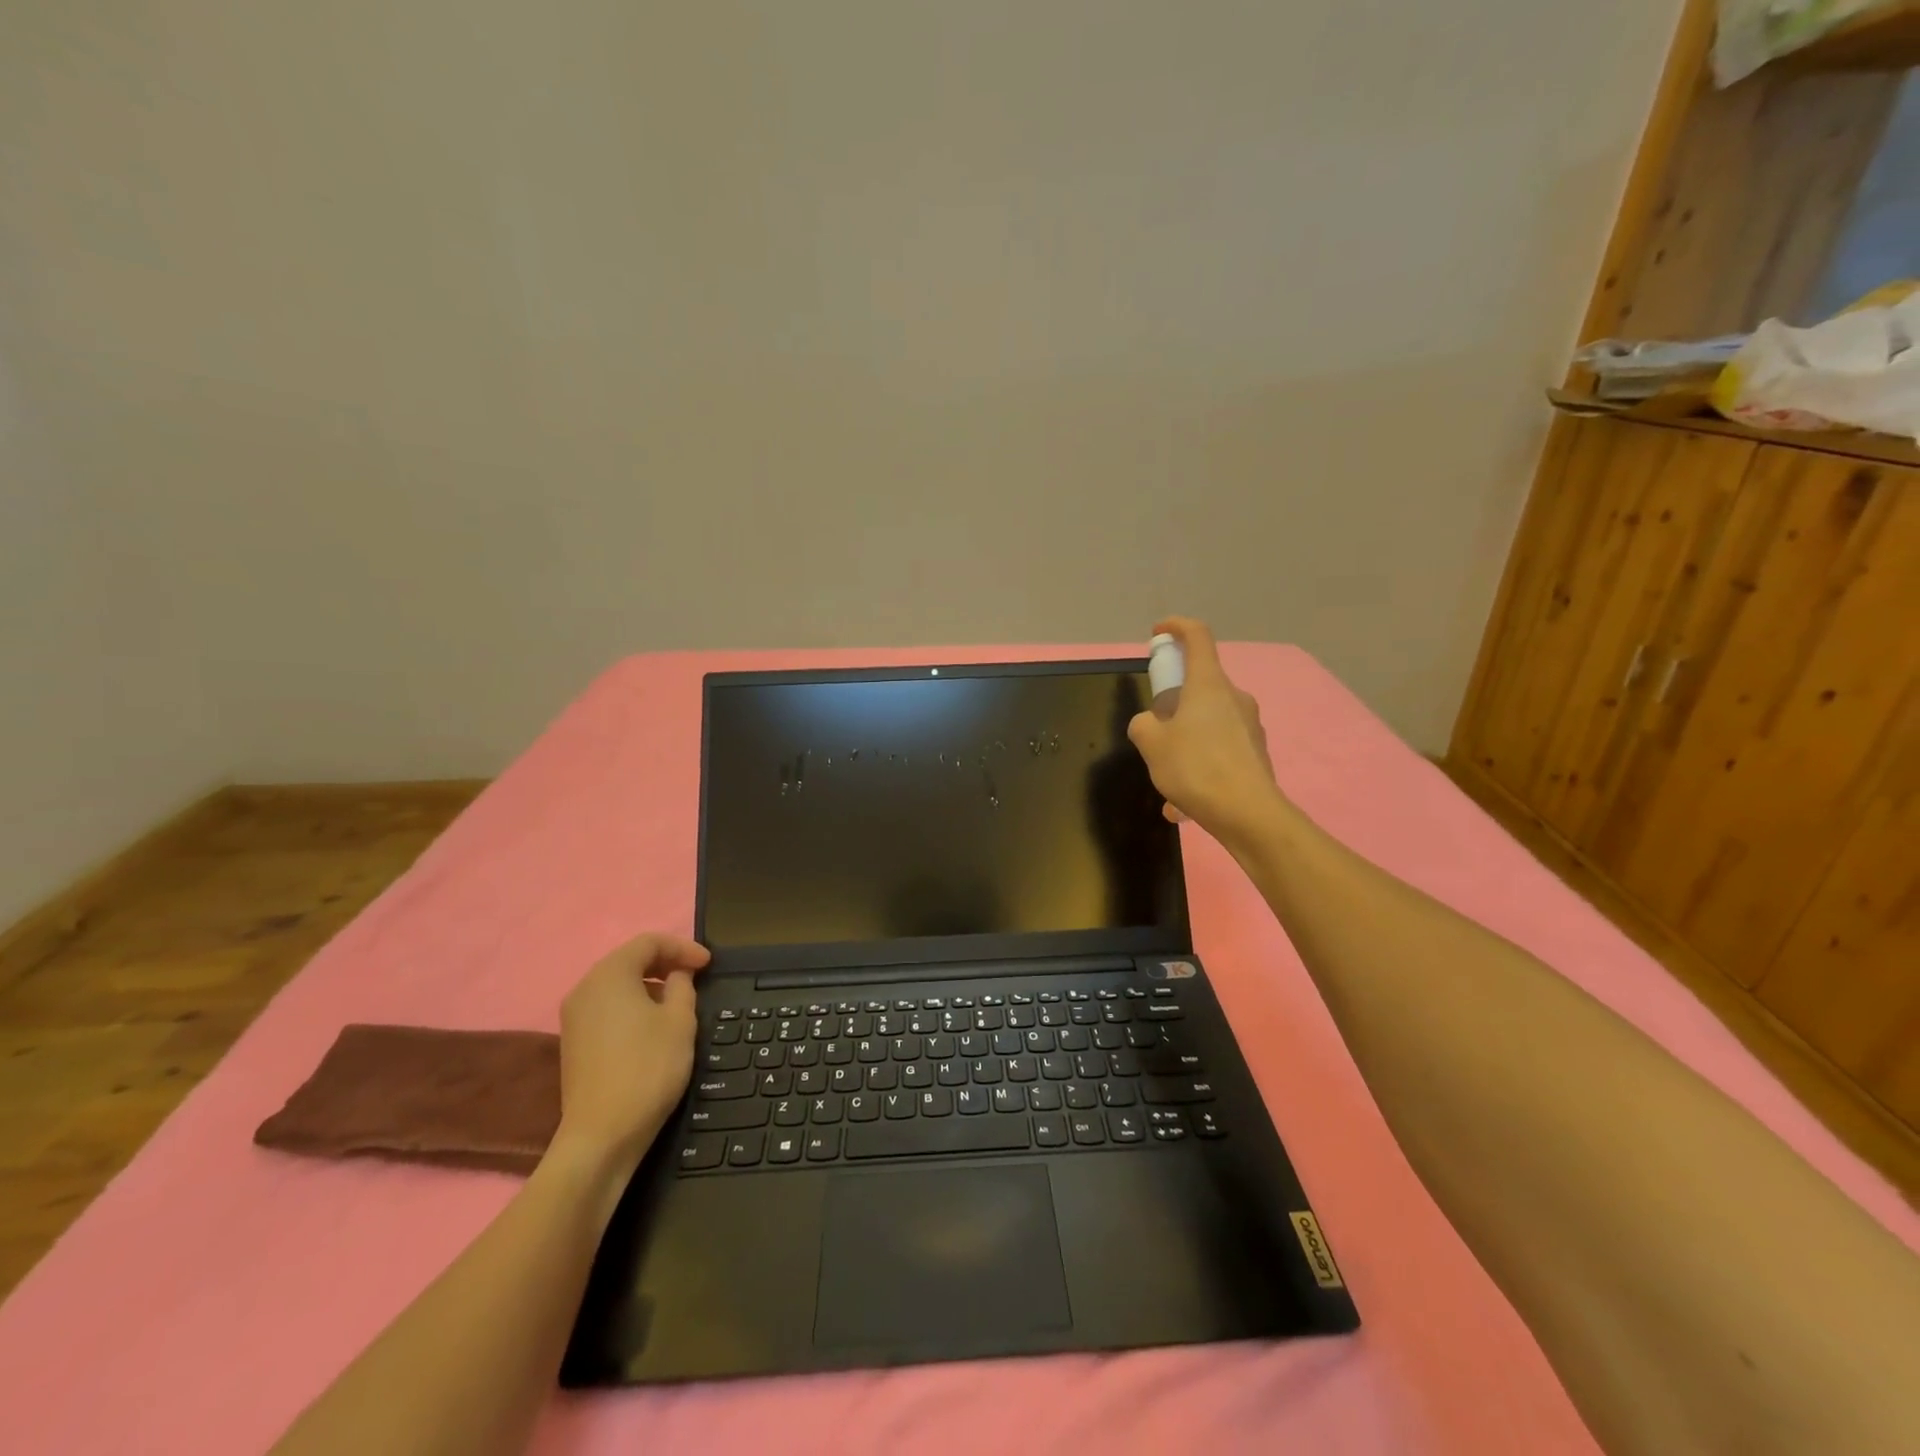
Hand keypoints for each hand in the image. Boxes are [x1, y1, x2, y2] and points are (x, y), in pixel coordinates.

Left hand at [554, 932, 710, 1168]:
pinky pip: (608, 1007)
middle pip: (629, 960)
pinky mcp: (574, 1043)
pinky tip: (653, 1025)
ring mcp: (574, 1017)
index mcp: (609, 975)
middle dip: (665, 962)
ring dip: (650, 984)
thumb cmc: (647, 1068)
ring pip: (617, 984)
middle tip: (696, 975)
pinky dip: (633, 1004)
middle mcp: (585, 988)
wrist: (602, 1136)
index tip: (708, 964)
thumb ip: (682, 986)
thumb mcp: (680, 1021)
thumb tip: (677, 975)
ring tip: (679, 1000)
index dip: (682, 947)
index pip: (648, 942)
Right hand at [1127, 617, 1283, 847]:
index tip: (1158, 633)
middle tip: (1154, 732)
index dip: (1176, 627)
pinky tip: (1184, 804)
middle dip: (1172, 703)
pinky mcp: (1255, 752)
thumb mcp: (1151, 744)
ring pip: (1207, 723)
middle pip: (1199, 685)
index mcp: (1208, 685)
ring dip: (1184, 743)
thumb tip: (1151, 722)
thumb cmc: (1196, 768)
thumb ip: (1143, 724)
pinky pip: (1218, 750)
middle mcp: (1234, 697)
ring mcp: (1249, 725)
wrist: (1249, 814)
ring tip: (1166, 782)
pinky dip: (1198, 766)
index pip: (1197, 636)